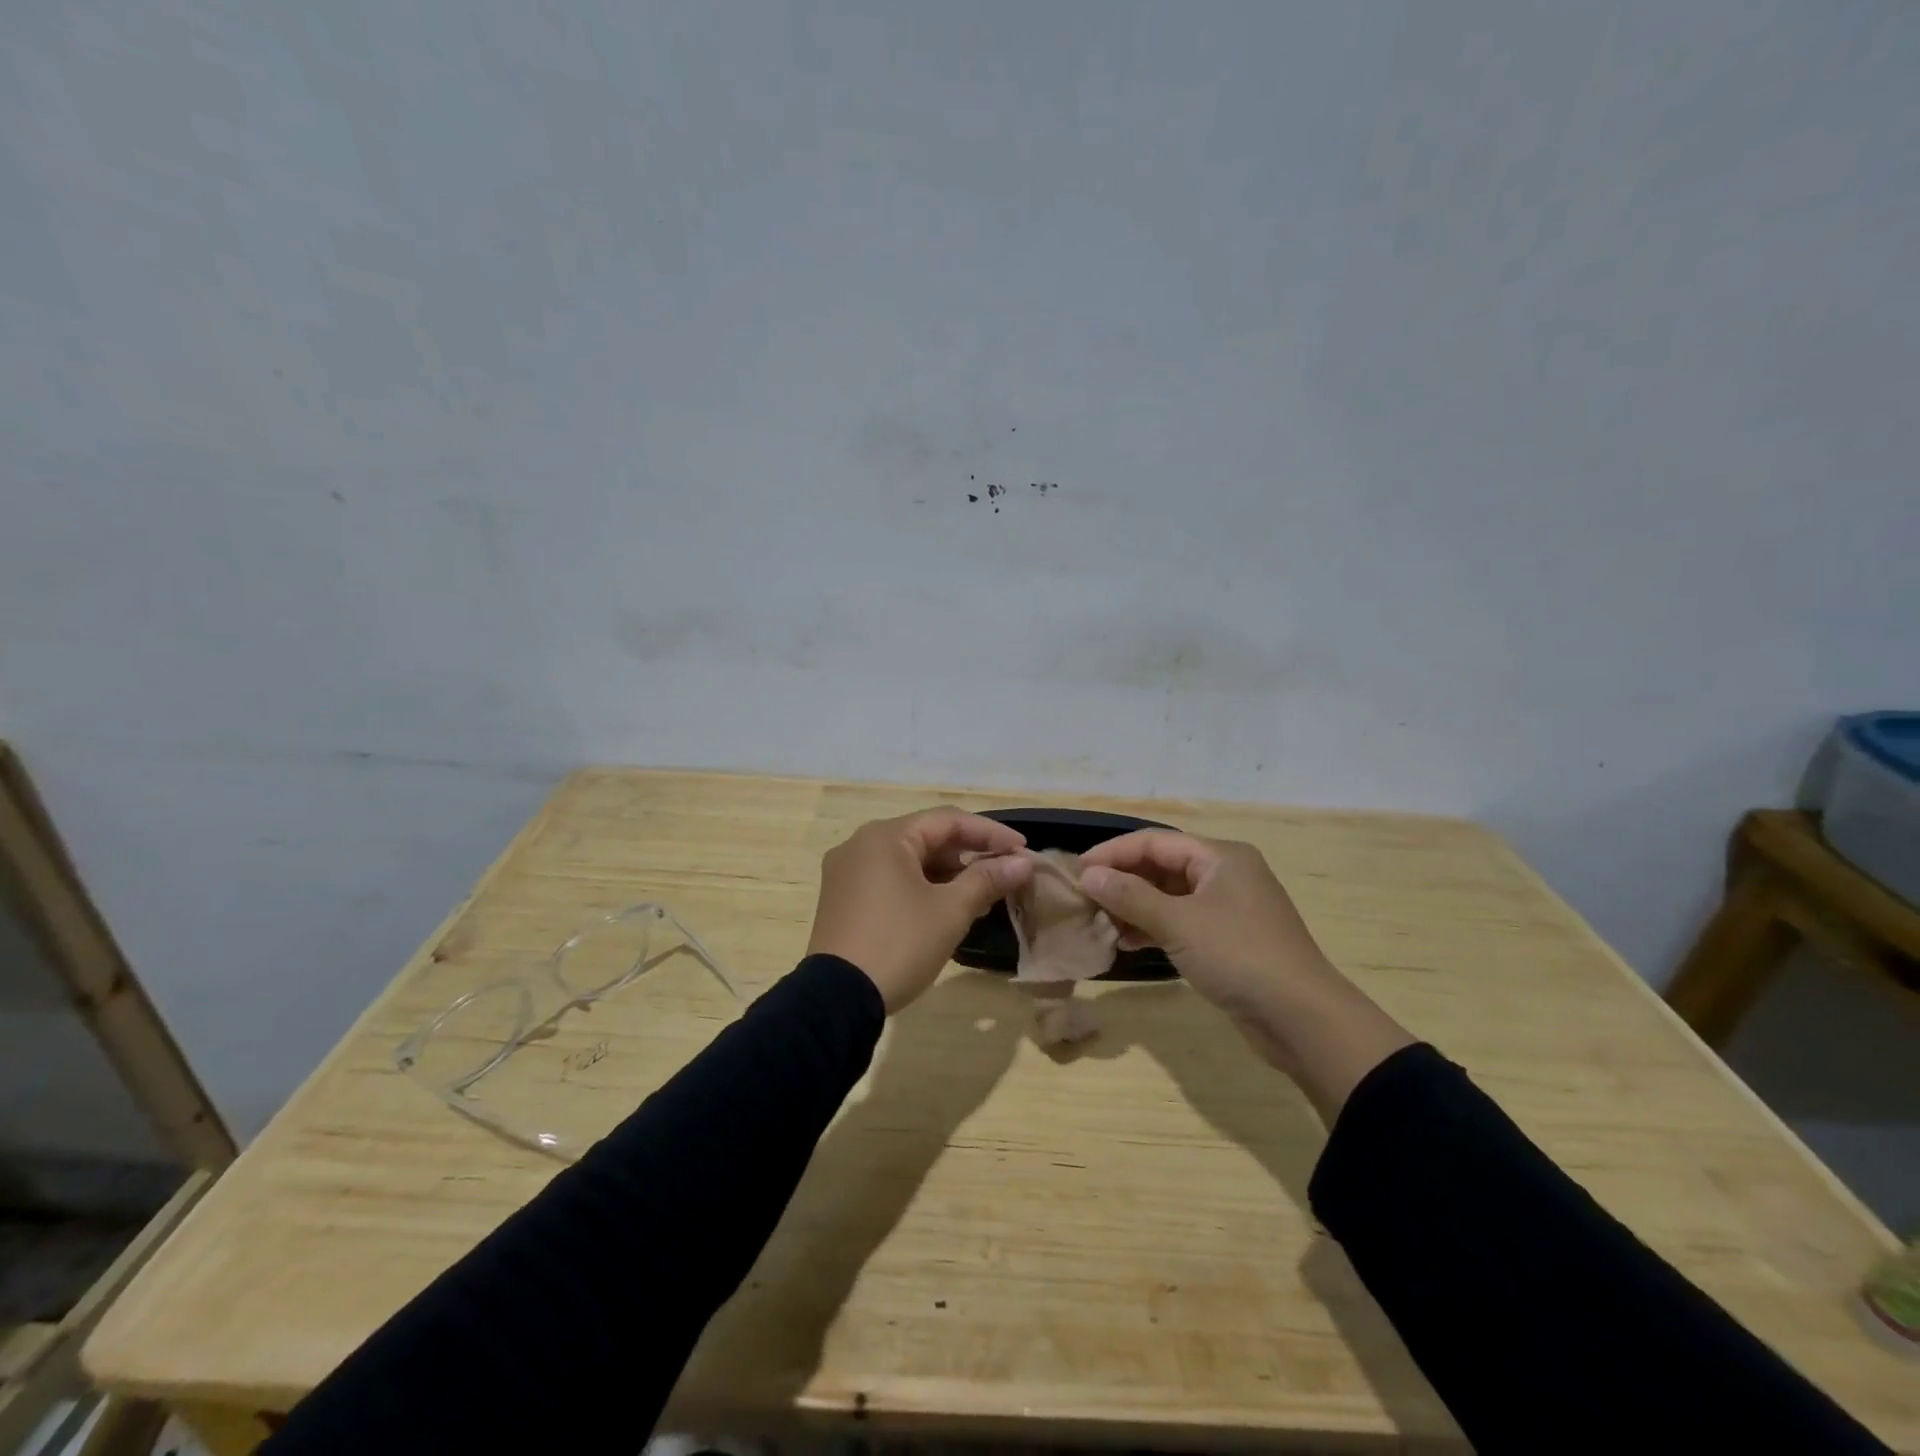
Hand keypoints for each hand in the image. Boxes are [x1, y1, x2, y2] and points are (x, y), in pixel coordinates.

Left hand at [807, 808, 1033, 1013]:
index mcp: (885, 836)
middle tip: (1004, 875)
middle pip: (926, 837)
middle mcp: (860, 844)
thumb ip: (987, 880)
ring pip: (908, 860)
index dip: (990, 833)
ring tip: (981, 896)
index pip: (948, 821)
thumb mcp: (950, 911)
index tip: (1022, 850)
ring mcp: (847, 872)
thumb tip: (1023, 862)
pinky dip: (921, 887)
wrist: (835, 1000)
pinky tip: (945, 908)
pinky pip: (890, 879)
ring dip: (947, 874)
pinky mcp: (842, 898)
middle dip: (969, 855)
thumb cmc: (898, 944)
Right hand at [1078, 831, 1413, 1120]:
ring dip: (1134, 907)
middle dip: (1123, 881)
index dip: (1113, 853)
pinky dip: (1154, 928)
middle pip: (1162, 866)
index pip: (1154, 841)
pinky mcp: (1229, 939)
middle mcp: (1225, 874)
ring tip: (1100, 923)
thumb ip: (1130, 896)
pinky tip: (1128, 942)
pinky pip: (1182, 922)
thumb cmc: (1239, 956)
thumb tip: (1089, 876)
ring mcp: (1229, 908)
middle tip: (1085, 899)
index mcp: (1220, 856)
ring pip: (1170, 896)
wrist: (1302, 1018)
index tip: (1077, 871)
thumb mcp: (1179, 923)